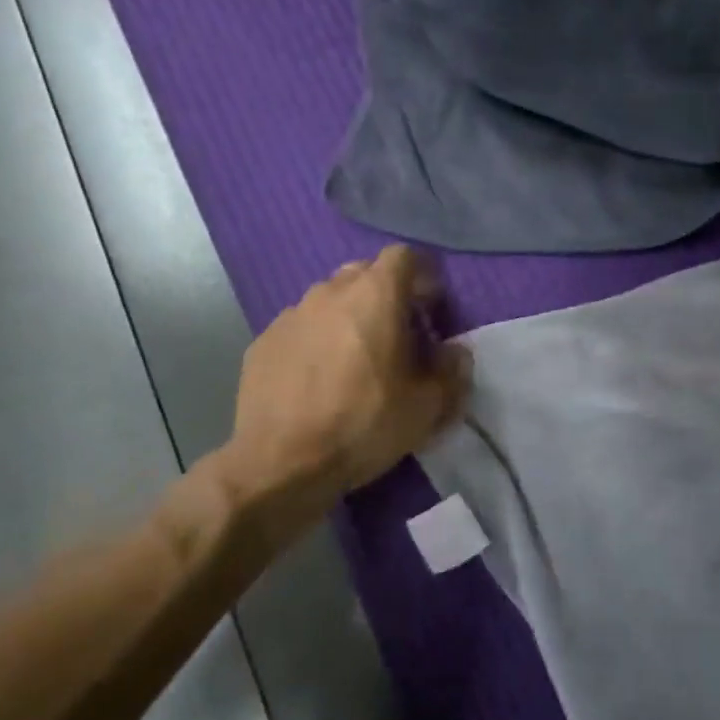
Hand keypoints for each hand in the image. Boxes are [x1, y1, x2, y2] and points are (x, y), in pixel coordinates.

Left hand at [214, 246, 470, 509]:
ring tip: (355, 358)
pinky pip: (301, 327)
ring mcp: (291, 314)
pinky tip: (318, 378)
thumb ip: (452, 371)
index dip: (423, 275)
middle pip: (364, 273)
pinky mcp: (262, 341)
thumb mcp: (426, 407)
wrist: (279, 463)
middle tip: (397, 333)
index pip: (404, 256)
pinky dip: (316, 340)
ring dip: (348, 316)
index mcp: (375, 295)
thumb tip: (456, 353)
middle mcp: (330, 292)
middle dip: (385, 293)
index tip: (432, 306)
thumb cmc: (362, 424)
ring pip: (329, 299)